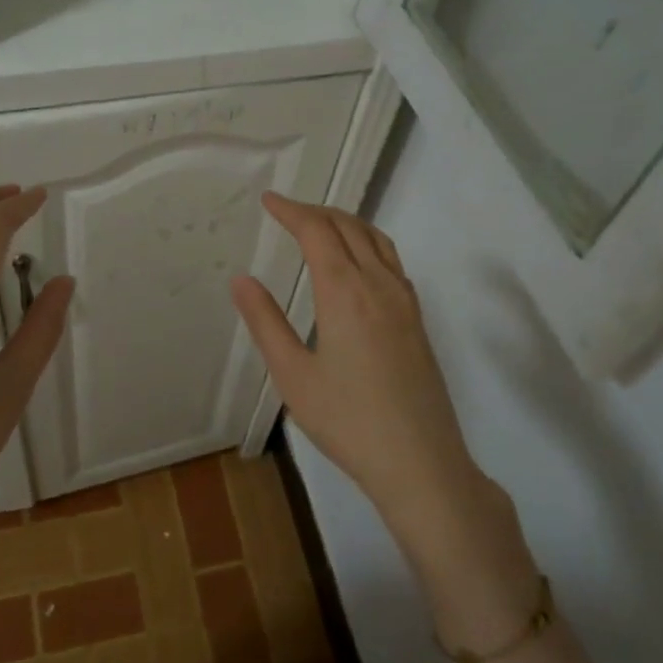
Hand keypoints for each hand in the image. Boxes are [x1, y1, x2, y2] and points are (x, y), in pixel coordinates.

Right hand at [230, 193, 485, 525]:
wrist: (421, 462)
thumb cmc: (347, 421)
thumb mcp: (293, 375)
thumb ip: (266, 322)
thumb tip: (241, 280)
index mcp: (346, 292)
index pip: (317, 231)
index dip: (291, 210)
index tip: (268, 200)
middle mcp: (380, 285)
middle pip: (349, 227)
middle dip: (316, 211)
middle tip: (285, 211)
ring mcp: (405, 301)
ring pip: (376, 240)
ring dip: (345, 223)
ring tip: (318, 226)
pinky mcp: (417, 319)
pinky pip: (391, 261)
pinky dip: (367, 243)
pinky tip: (355, 263)